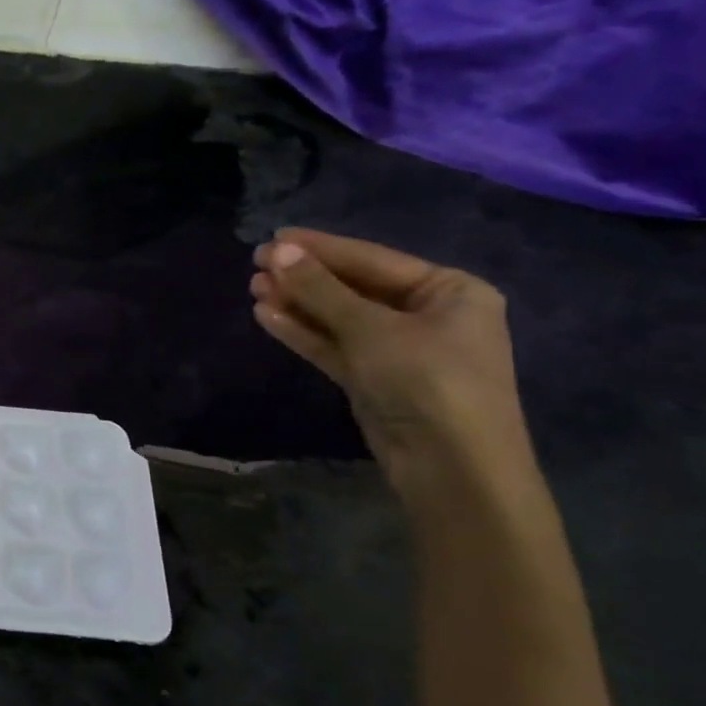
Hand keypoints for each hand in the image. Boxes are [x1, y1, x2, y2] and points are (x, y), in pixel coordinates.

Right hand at [250, 229, 527, 485]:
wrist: (451, 467)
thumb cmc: (428, 381)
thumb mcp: (371, 329)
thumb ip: (321, 289)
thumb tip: (278, 251)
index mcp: (449, 291)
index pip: (372, 259)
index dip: (321, 248)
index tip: (274, 238)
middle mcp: (427, 315)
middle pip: (353, 287)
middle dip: (304, 277)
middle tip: (256, 263)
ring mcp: (399, 349)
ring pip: (338, 317)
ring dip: (298, 303)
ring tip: (253, 287)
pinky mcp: (374, 378)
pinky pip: (334, 345)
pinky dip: (303, 331)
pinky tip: (268, 315)